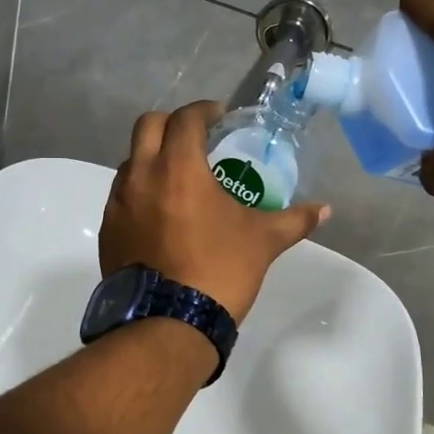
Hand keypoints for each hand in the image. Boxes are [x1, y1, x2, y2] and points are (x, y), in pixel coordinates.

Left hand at [100, 101, 329, 324]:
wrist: (168, 323)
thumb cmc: (219, 270)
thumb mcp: (263, 241)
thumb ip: (294, 220)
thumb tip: (325, 210)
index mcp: (178, 167)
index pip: (185, 118)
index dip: (204, 110)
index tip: (220, 117)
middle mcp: (140, 175)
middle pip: (147, 126)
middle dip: (172, 124)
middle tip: (196, 140)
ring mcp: (118, 203)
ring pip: (130, 161)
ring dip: (153, 157)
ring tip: (179, 178)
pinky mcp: (108, 229)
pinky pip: (121, 195)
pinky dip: (140, 191)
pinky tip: (161, 214)